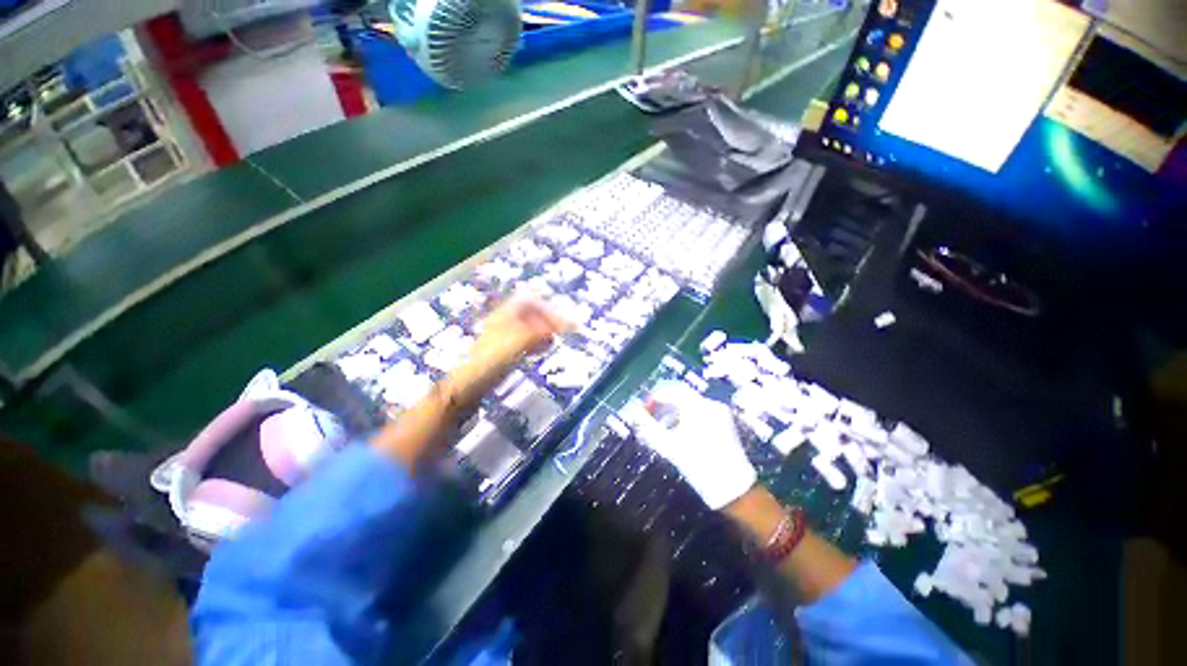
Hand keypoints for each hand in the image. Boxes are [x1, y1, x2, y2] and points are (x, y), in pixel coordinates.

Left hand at [450, 294, 572, 400]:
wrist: (472, 383)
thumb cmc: (493, 359)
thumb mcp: (520, 341)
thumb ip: (543, 331)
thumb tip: (566, 324)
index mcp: (505, 314)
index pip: (529, 299)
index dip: (546, 305)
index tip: (561, 316)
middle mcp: (506, 321)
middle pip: (532, 312)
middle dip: (549, 318)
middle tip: (564, 328)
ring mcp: (506, 335)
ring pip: (531, 326)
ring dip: (545, 330)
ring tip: (557, 337)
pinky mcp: (507, 350)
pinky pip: (527, 340)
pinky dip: (538, 341)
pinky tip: (545, 348)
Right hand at [623, 381, 756, 509]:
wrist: (734, 489)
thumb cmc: (700, 466)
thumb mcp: (670, 447)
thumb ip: (649, 427)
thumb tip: (635, 414)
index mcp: (697, 407)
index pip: (671, 390)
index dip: (654, 397)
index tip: (643, 408)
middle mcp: (710, 405)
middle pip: (681, 395)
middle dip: (663, 403)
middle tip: (650, 415)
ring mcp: (719, 413)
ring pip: (690, 403)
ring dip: (674, 410)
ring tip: (662, 425)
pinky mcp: (724, 423)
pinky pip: (700, 411)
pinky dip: (686, 416)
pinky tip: (679, 430)